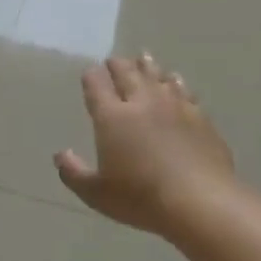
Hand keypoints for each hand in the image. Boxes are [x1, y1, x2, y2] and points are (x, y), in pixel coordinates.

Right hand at [55, 53, 236, 235]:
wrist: (200, 201)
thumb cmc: (141, 198)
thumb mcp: (96, 194)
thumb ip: (73, 172)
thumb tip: (60, 154)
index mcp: (112, 117)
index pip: (97, 85)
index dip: (91, 77)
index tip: (90, 74)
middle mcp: (142, 102)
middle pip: (127, 73)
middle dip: (117, 65)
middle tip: (114, 61)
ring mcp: (174, 106)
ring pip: (157, 76)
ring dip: (147, 66)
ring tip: (143, 58)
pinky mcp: (199, 116)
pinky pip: (184, 90)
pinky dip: (175, 82)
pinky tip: (175, 82)